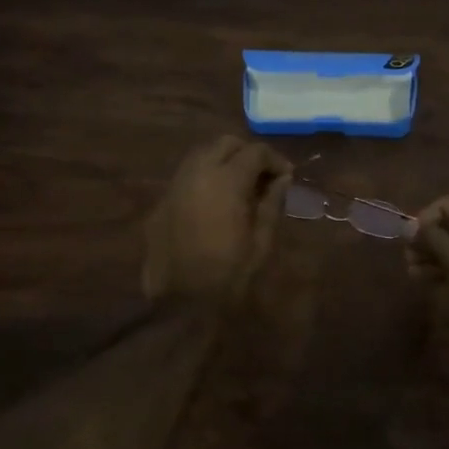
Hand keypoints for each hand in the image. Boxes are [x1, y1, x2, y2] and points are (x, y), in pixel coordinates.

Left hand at [142, 136, 291, 311]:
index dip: (275, 160)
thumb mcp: (261, 242)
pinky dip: (205, 177)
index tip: (287, 177)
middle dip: (247, 153)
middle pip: (225, 143)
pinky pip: (186, 176)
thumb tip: (282, 179)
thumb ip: (272, 204)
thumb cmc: (228, 276)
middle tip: (263, 177)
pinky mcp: (161, 202)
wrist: (180, 305)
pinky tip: (215, 201)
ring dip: (223, 161)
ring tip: (239, 186)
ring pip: (202, 154)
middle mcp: (197, 173)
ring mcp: (175, 186)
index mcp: (226, 181)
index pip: (255, 152)